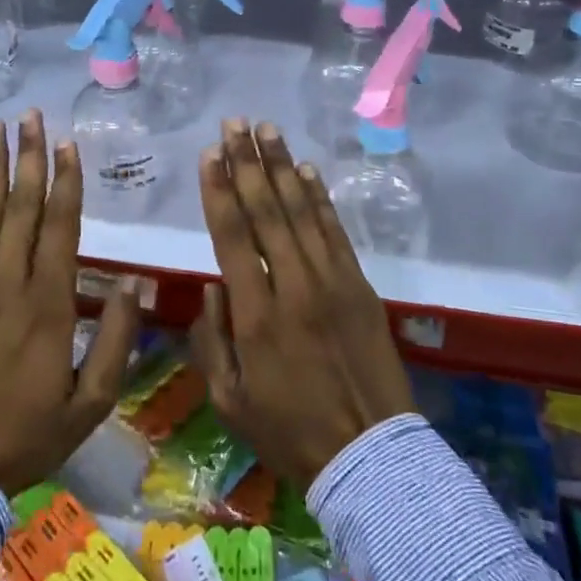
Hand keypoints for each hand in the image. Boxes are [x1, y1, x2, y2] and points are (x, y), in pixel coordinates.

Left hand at [0, 110, 140, 494]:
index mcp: (48, 303)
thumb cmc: (28, 434)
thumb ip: (115, 341)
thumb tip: (134, 285)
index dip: (66, 181)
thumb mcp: (90, 402)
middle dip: (28, 157)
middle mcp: (9, 282)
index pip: (61, 226)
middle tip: (31, 115)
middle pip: (22, 207)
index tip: (68, 143)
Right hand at [190, 119, 414, 487]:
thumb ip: (211, 341)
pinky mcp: (360, 286)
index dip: (218, 190)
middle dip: (247, 162)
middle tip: (235, 123)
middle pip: (266, 211)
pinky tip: (306, 169)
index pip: (232, 236)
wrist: (370, 457)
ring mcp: (332, 282)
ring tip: (267, 129)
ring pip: (301, 211)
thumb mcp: (230, 400)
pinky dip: (320, 197)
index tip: (209, 153)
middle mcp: (293, 287)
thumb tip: (213, 287)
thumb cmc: (290, 432)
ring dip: (282, 166)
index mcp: (256, 316)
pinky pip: (336, 231)